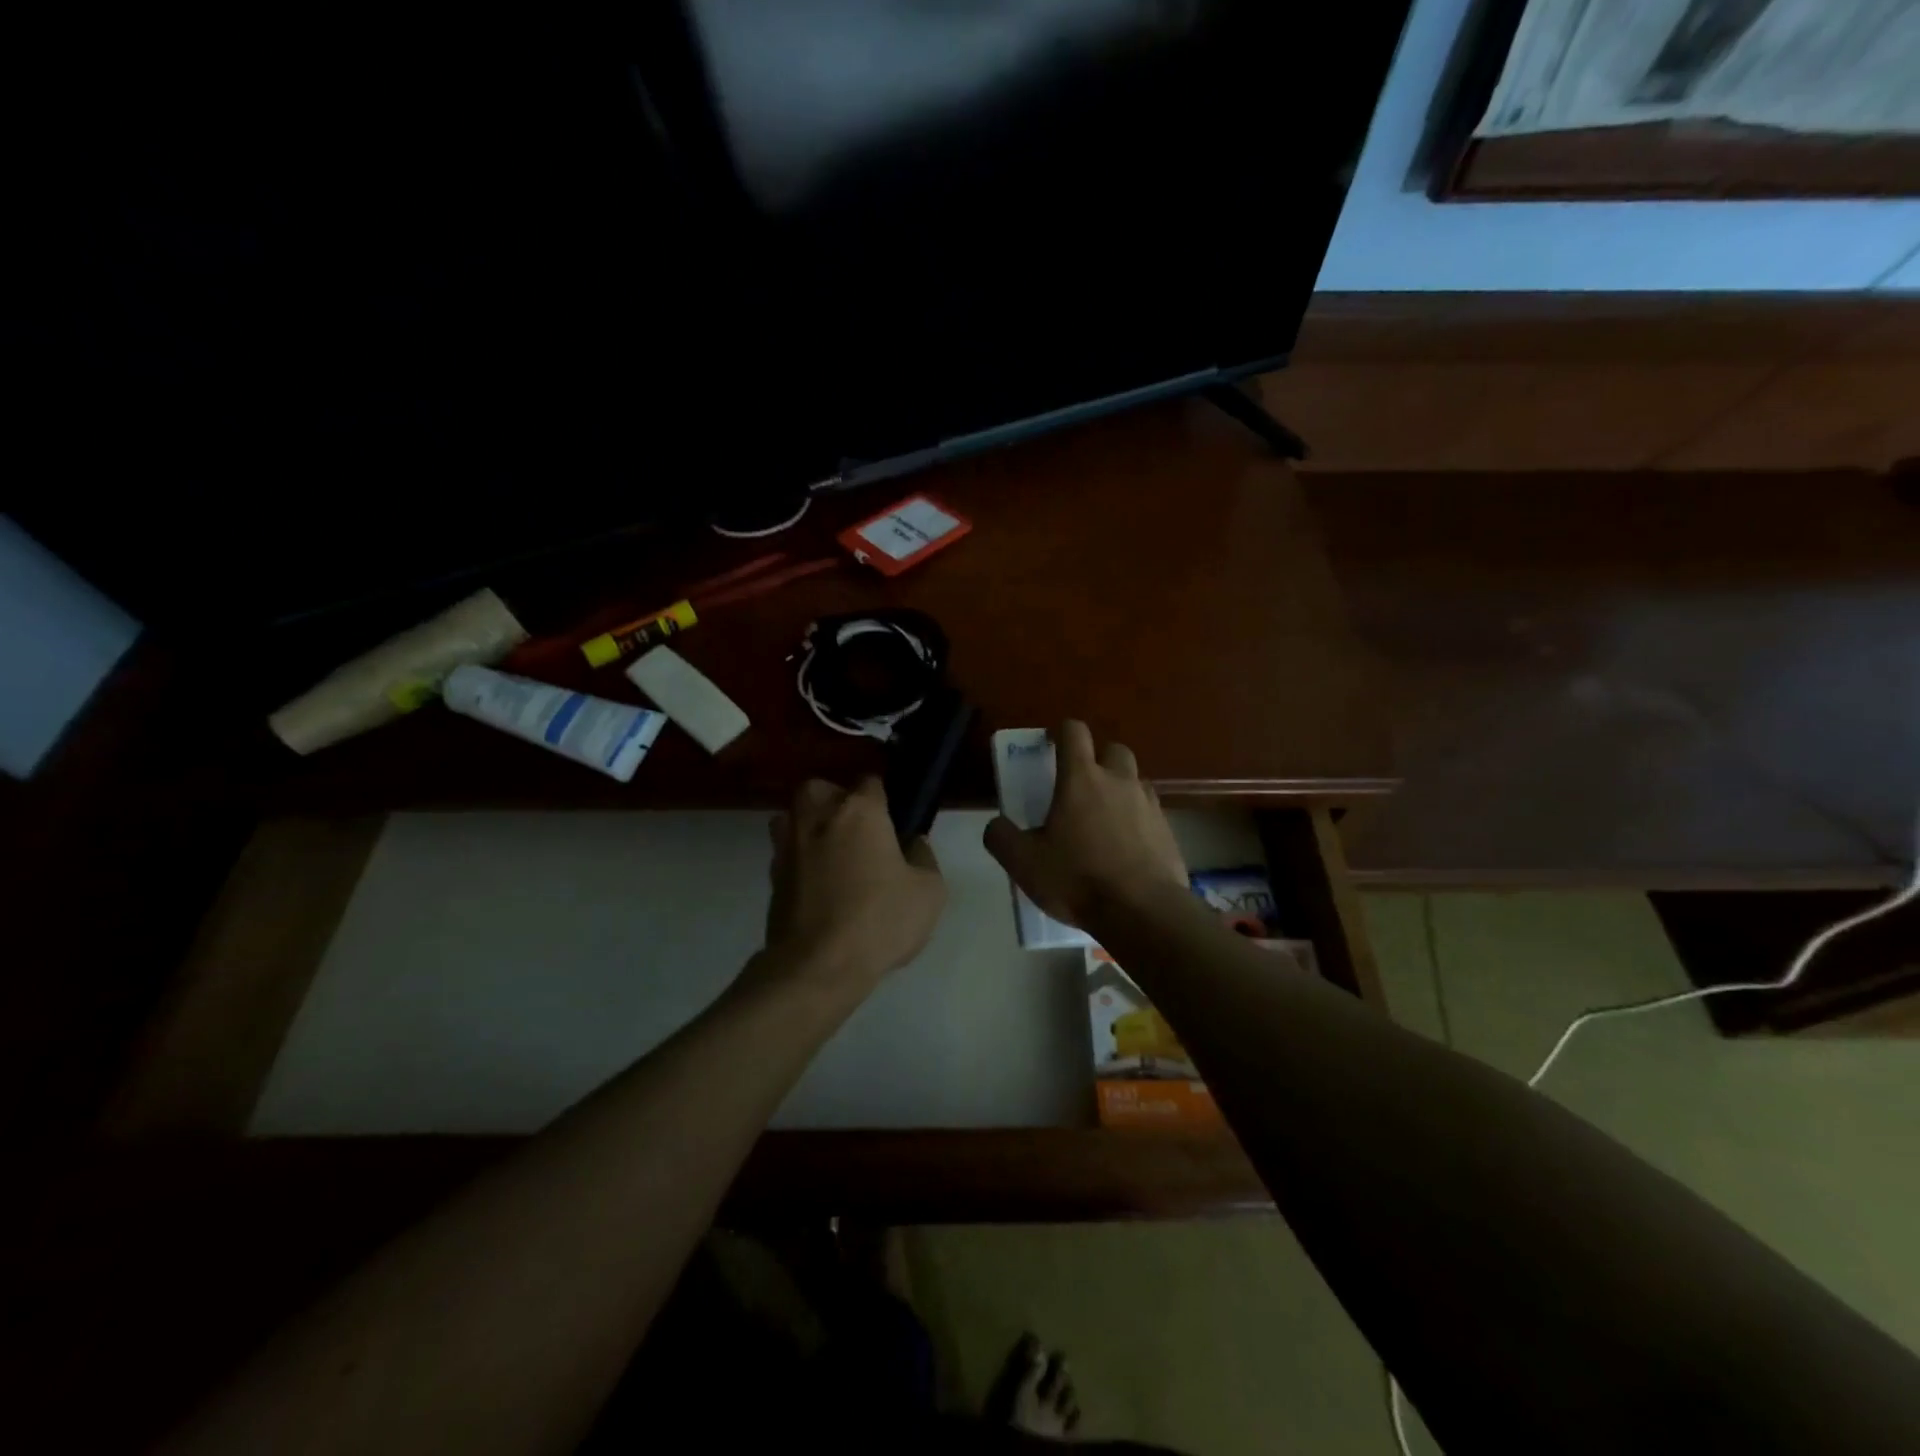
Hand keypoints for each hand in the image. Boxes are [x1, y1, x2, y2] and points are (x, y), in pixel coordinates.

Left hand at [759, 776, 946, 993]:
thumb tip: (913, 844)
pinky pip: (787, 852)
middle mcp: (818, 816)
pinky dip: (800, 859)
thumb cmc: (879, 920)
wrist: (818, 966)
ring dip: (810, 825)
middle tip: (858, 831)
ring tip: (831, 852)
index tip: (894, 820)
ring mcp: (789, 844)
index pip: (871, 782)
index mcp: (859, 811)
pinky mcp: (772, 875)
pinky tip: (818, 884)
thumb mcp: (929, 891)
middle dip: (837, 801)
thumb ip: (924, 857)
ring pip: (794, 816)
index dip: (884, 798)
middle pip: (822, 789)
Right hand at [984, 721, 1187, 929]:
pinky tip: (1126, 846)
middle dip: (1098, 758)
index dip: (1062, 732)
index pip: (1075, 732)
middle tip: (1081, 784)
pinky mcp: (1168, 830)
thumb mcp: (1024, 863)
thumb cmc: (1078, 879)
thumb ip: (1001, 838)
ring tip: (1104, 817)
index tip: (1052, 744)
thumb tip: (996, 825)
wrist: (1142, 912)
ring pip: (1135, 780)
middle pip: (1113, 749)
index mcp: (1082, 779)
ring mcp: (1149, 804)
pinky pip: (1150, 812)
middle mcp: (1119, 781)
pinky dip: (1137, 819)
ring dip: (1120, 788)